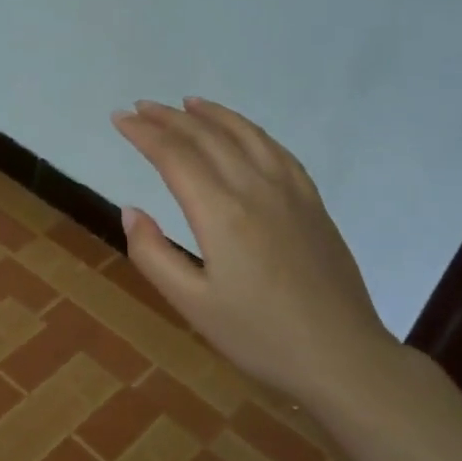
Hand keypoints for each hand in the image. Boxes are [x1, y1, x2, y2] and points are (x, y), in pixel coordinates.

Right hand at [112, 97, 399, 406]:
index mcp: (221, 213)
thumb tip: (130, 211)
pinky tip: (241, 132)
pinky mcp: (312, 203)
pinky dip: (251, 131)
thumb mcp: (192, 305)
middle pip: (207, 138)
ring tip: (186, 103)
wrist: (342, 357)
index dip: (143, 133)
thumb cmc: (259, 337)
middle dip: (169, 118)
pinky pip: (277, 151)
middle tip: (140, 107)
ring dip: (211, 115)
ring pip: (245, 135)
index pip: (174, 156)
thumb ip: (153, 254)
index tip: (119, 118)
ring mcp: (290, 192)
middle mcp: (255, 189)